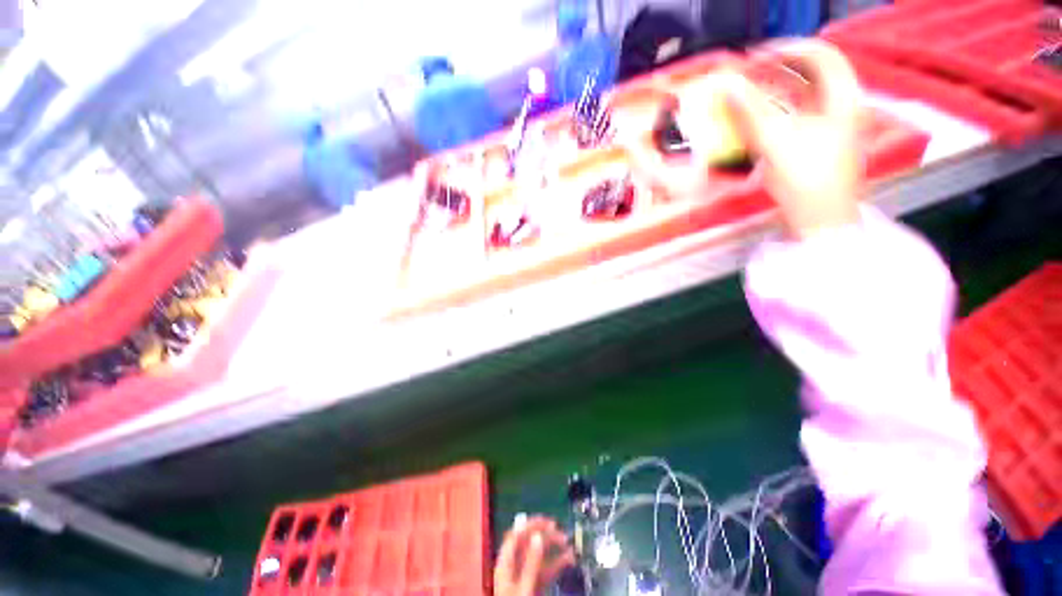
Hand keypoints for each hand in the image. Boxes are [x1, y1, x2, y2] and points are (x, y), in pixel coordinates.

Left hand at [494, 516, 575, 595]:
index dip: (531, 525)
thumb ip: (530, 563)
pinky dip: (556, 564)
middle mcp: (513, 567)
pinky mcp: (532, 587)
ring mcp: (523, 577)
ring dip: (554, 549)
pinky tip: (568, 561)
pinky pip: (544, 571)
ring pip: (538, 557)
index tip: (548, 521)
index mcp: (505, 564)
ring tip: (569, 545)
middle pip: (528, 544)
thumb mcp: (523, 588)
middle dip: (545, 536)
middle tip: (562, 533)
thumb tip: (538, 536)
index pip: (516, 535)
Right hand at [722, 40, 862, 238]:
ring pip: (800, 97)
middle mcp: (838, 107)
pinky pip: (792, 118)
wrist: (820, 219)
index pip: (820, 56)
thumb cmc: (807, 180)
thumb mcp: (777, 141)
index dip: (787, 49)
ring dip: (771, 93)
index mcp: (842, 99)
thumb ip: (751, 110)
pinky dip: (772, 114)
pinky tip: (753, 121)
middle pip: (809, 75)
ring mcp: (827, 127)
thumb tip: (727, 83)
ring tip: (745, 95)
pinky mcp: (813, 145)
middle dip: (776, 71)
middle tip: (746, 75)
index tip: (756, 57)